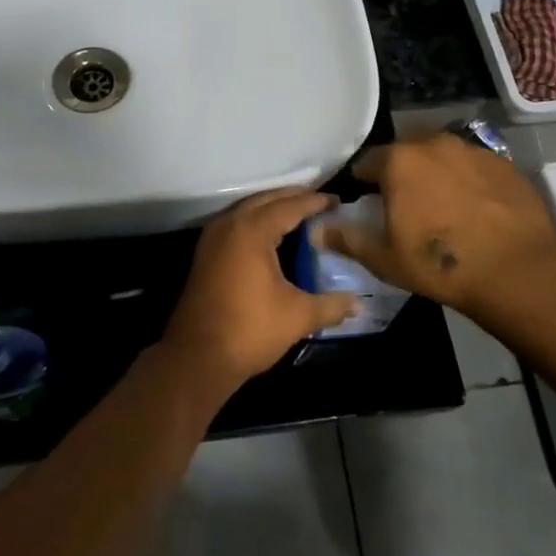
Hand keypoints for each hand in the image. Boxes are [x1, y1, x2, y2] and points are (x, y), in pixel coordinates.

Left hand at [163, 188, 357, 389]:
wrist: (197, 357)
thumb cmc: (250, 330)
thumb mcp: (297, 317)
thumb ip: (330, 305)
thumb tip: (357, 304)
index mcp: (252, 230)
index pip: (289, 206)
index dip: (315, 202)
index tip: (337, 201)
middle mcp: (229, 224)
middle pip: (266, 200)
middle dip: (293, 198)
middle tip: (320, 201)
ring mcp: (213, 237)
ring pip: (247, 210)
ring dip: (272, 207)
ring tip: (299, 214)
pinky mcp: (205, 253)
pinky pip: (236, 223)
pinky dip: (256, 221)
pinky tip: (272, 237)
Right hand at [316, 134, 555, 316]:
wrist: (519, 270)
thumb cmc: (441, 265)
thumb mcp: (385, 259)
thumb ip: (347, 239)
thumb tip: (317, 230)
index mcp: (398, 161)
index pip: (367, 162)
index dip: (363, 183)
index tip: (367, 203)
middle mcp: (433, 144)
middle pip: (406, 153)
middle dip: (400, 173)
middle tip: (405, 206)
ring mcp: (472, 150)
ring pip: (441, 156)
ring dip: (435, 174)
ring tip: (442, 207)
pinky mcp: (504, 163)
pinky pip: (473, 166)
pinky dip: (467, 181)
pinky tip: (475, 209)